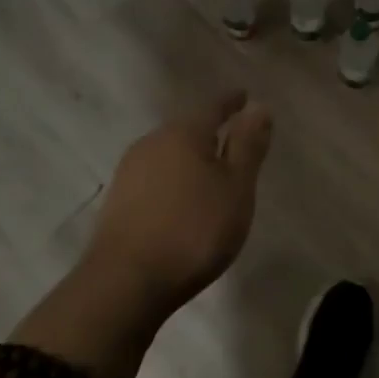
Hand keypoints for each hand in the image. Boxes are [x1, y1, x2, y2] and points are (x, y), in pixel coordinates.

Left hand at [76, 92, 273, 322]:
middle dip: (210, 131)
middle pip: (187, 128)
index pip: (213, 107)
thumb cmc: (194, 230)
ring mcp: (130, 171)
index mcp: (184, 133)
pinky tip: (180, 198)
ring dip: (190, 157)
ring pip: (168, 153)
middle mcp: (153, 142)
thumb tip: (259, 107)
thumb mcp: (235, 188)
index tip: (244, 96)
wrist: (126, 281)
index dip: (231, 102)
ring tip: (209, 171)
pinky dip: (173, 179)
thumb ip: (248, 146)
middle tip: (232, 138)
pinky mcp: (119, 200)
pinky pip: (155, 176)